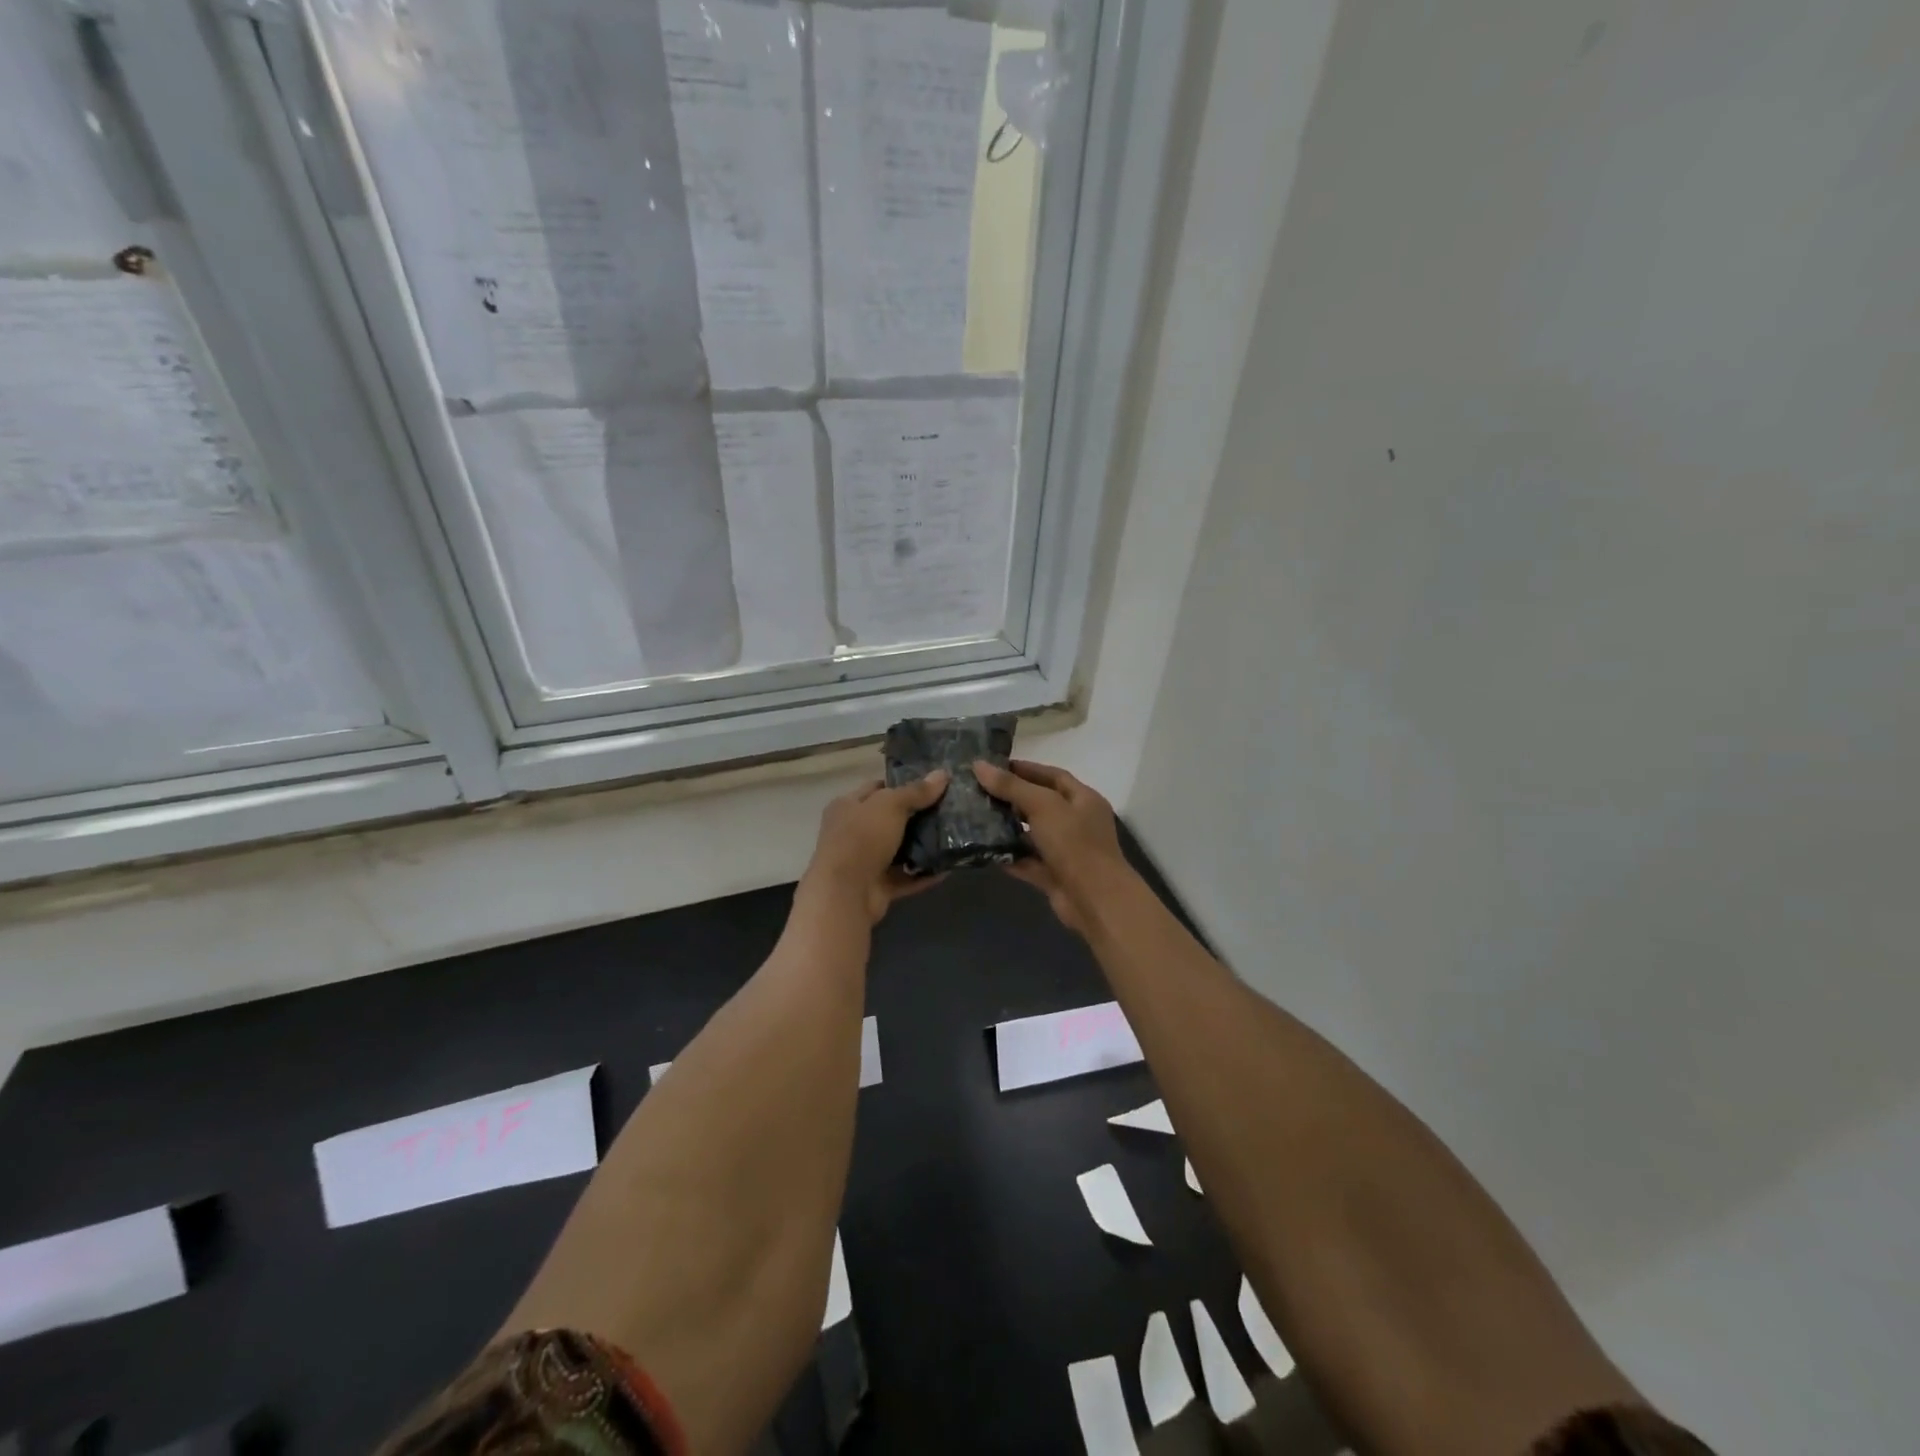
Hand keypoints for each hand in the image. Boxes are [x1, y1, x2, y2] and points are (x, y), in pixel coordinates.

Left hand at [800, 771, 949, 924]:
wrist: (846, 893)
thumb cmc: (862, 838)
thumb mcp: (890, 805)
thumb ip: (916, 791)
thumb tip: (943, 773)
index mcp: (847, 806)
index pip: (877, 788)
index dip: (902, 784)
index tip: (932, 785)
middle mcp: (852, 832)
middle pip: (889, 819)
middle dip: (917, 816)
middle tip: (948, 810)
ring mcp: (864, 861)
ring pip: (898, 850)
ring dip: (922, 846)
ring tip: (952, 836)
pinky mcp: (877, 887)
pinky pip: (905, 877)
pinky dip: (923, 874)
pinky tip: (946, 867)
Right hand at [972, 759, 1133, 936]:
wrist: (1095, 900)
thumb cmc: (1074, 844)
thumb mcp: (1043, 806)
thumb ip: (1011, 786)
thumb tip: (979, 765)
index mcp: (1083, 799)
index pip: (1053, 776)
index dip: (1025, 769)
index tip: (994, 767)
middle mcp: (1077, 822)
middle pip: (1041, 804)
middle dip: (1012, 798)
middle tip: (979, 792)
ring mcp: (1066, 851)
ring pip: (1033, 834)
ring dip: (1008, 828)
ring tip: (976, 818)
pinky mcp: (1054, 875)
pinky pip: (1028, 861)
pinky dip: (1009, 856)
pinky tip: (984, 850)